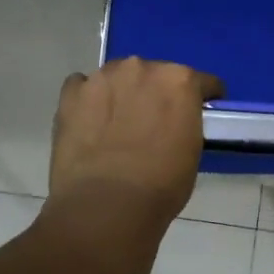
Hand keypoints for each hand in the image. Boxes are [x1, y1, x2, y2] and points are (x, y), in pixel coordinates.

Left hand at [49, 57, 225, 225]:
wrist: (106, 205)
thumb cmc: (161, 185)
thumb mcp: (191, 152)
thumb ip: (185, 123)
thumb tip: (174, 125)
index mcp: (179, 81)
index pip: (201, 82)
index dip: (202, 98)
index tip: (198, 112)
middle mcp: (141, 68)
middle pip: (154, 74)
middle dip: (155, 94)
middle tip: (152, 123)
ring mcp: (102, 78)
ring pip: (116, 78)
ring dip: (121, 94)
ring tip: (116, 125)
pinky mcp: (71, 94)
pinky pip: (82, 87)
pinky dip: (87, 101)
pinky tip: (89, 124)